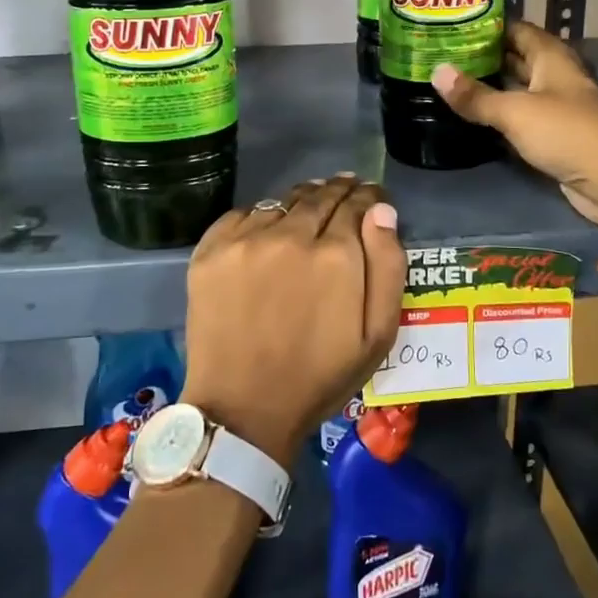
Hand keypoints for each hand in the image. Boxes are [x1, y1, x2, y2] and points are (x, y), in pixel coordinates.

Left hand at [181, 175, 404, 463]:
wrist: (242, 409)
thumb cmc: (319, 377)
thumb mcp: (377, 335)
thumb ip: (387, 267)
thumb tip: (381, 211)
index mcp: (336, 255)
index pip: (356, 205)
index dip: (368, 197)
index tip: (371, 195)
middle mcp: (291, 235)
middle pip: (319, 196)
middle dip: (337, 190)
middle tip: (345, 188)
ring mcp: (246, 240)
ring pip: (281, 202)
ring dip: (300, 201)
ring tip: (308, 206)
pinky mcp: (211, 250)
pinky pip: (242, 215)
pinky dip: (260, 217)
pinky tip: (267, 229)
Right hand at [431, 20, 597, 227]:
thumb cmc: (565, 131)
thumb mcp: (514, 111)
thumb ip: (475, 95)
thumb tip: (436, 71)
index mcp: (552, 58)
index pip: (518, 30)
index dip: (490, 27)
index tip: (456, 26)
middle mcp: (556, 77)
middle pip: (519, 58)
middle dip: (486, 56)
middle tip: (447, 54)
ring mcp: (558, 107)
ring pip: (520, 88)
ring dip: (493, 86)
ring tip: (455, 81)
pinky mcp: (556, 135)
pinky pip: (523, 116)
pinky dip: (502, 113)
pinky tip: (477, 115)